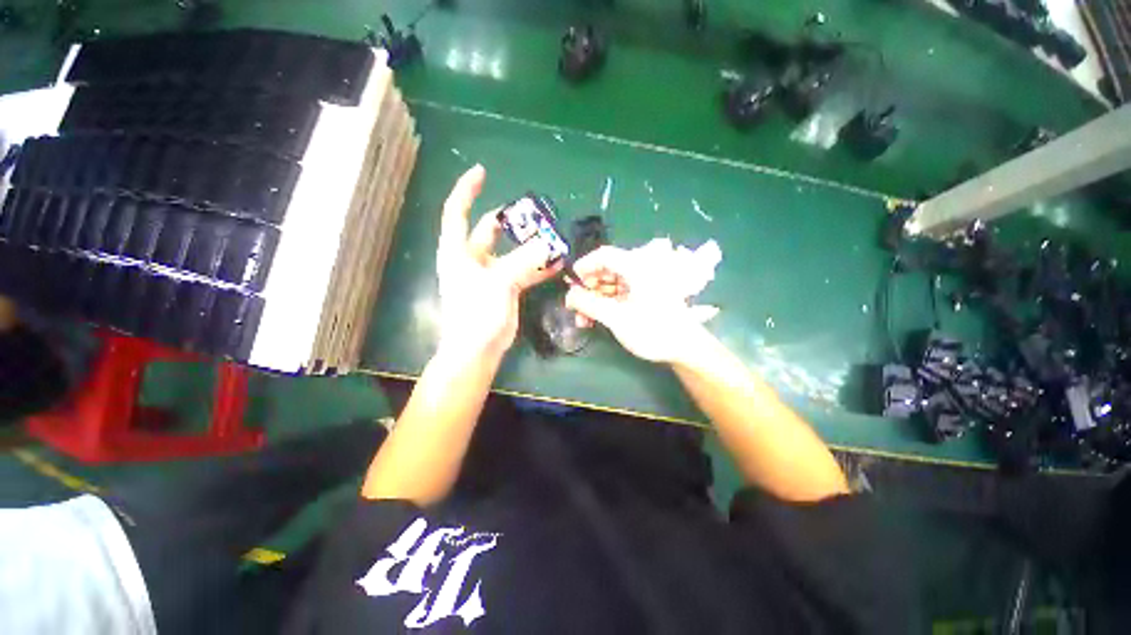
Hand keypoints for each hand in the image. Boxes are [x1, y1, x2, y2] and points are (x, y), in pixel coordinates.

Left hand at [435, 165, 561, 360]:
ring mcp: (490, 274)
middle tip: (532, 212)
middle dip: (509, 220)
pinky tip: (556, 263)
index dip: (467, 189)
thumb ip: (524, 261)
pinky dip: (537, 267)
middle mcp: (472, 259)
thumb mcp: (498, 283)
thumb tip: (548, 245)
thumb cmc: (476, 314)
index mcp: (458, 252)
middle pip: (488, 231)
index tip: (482, 171)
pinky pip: (522, 271)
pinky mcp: (505, 289)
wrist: (477, 350)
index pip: (456, 211)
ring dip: (529, 245)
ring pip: (511, 252)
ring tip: (551, 236)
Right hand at [564, 244, 717, 363]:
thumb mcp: (616, 317)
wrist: (684, 348)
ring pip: (610, 284)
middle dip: (588, 288)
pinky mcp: (643, 296)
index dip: (584, 266)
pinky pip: (618, 294)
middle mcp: (640, 270)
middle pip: (606, 270)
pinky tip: (594, 319)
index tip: (570, 283)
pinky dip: (605, 304)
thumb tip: (568, 295)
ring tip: (583, 319)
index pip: (604, 255)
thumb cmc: (651, 329)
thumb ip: (588, 304)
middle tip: (575, 305)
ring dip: (594, 299)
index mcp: (637, 267)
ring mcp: (642, 283)